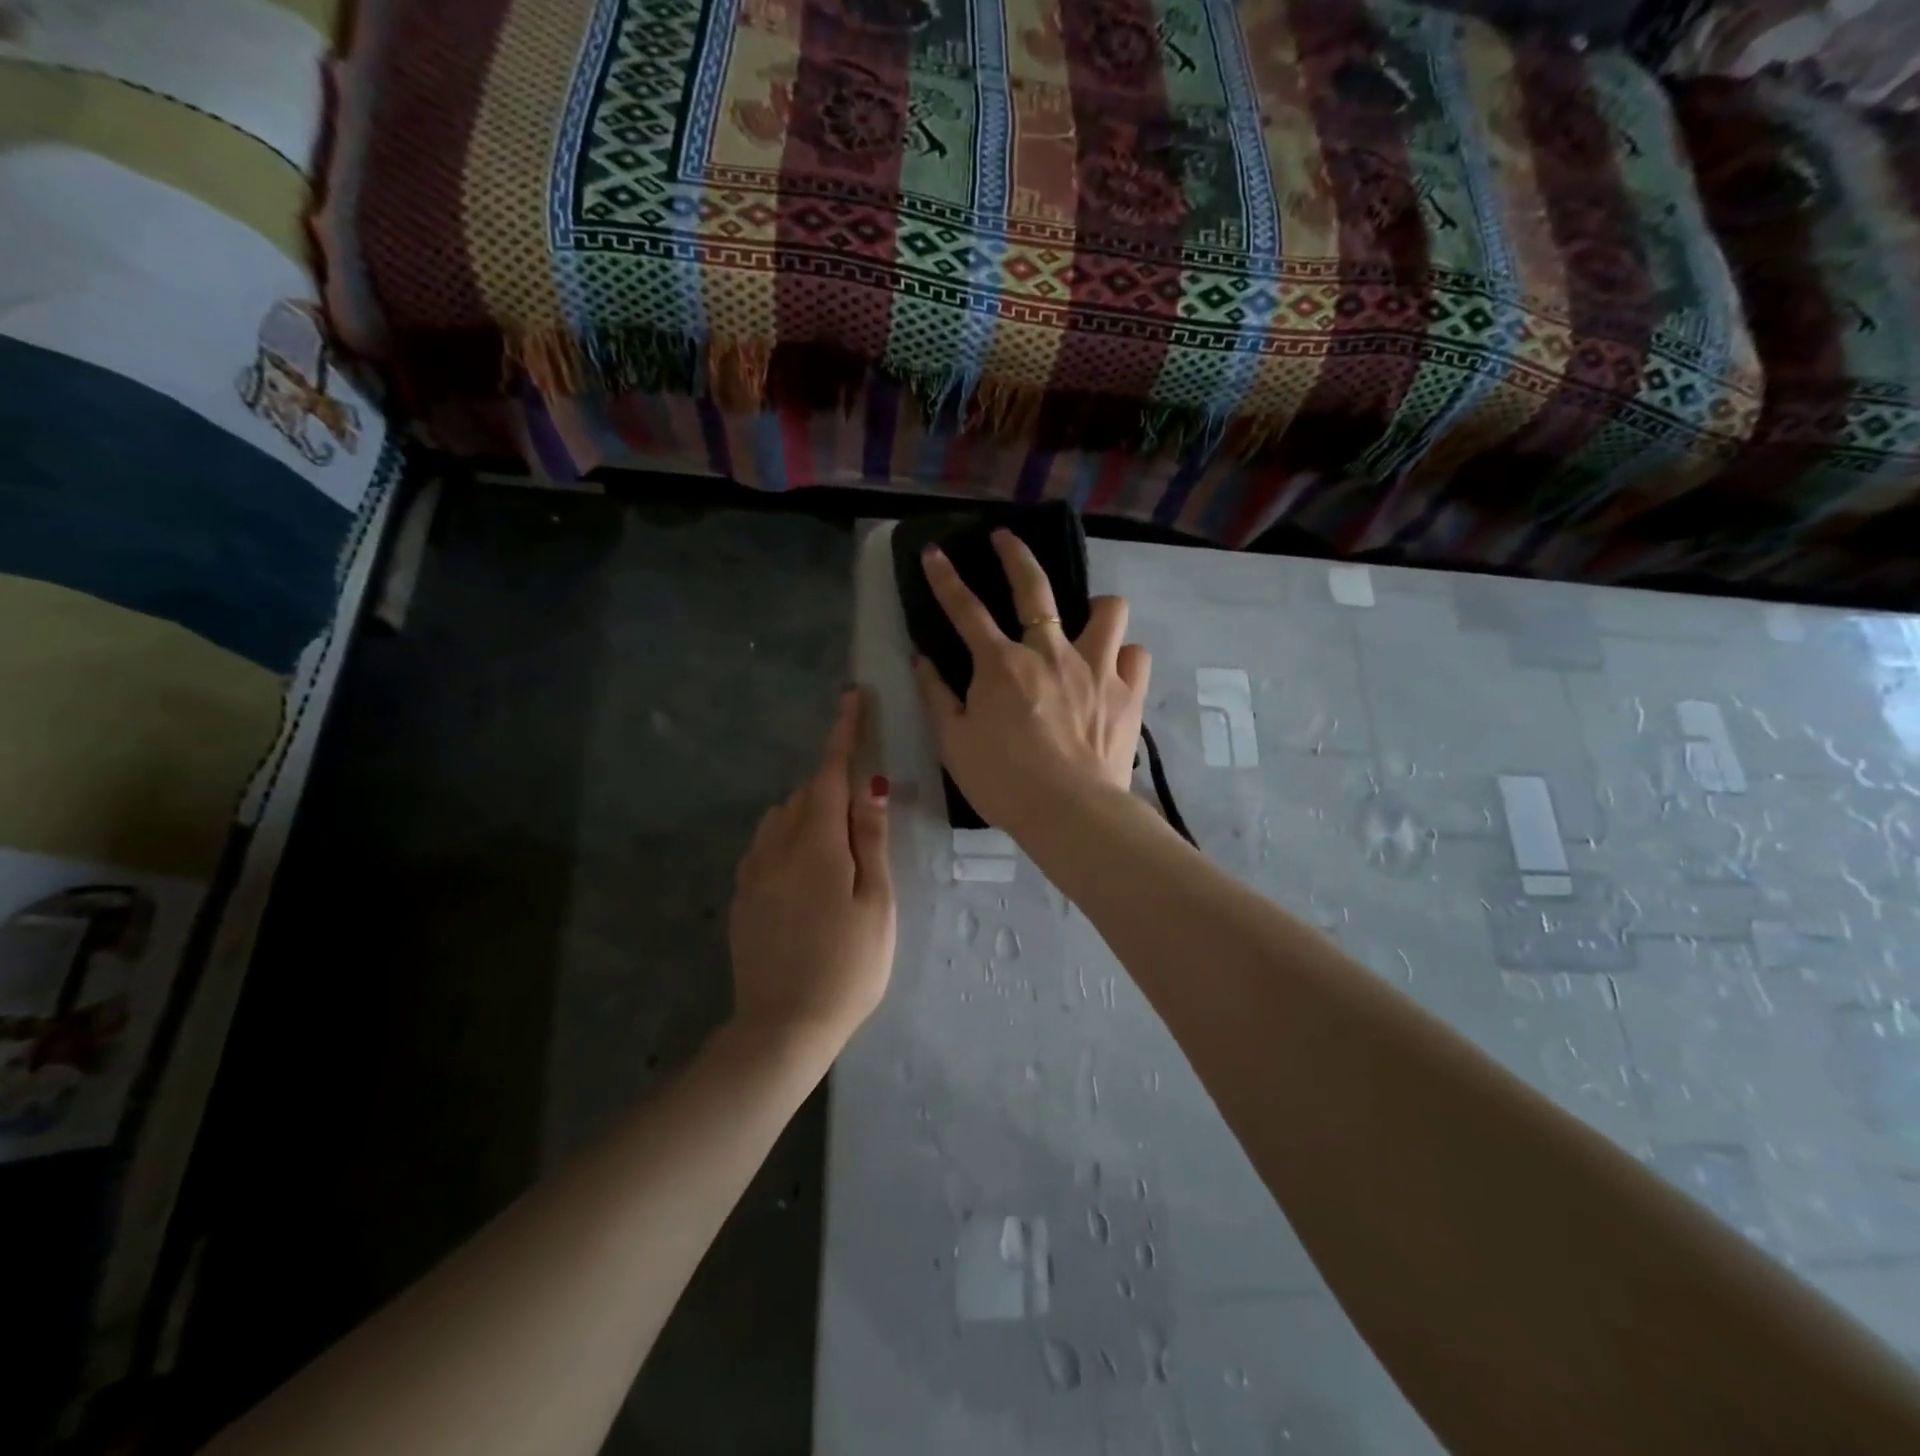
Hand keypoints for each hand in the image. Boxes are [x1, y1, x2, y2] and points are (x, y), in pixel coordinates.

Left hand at [729, 690, 895, 1051]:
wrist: (783, 1028)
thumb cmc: (848, 967)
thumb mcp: (876, 904)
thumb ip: (871, 840)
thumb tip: (871, 786)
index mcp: (817, 845)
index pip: (830, 774)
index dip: (843, 733)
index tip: (852, 697)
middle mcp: (777, 847)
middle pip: (807, 794)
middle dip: (833, 782)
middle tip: (863, 801)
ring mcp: (753, 872)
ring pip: (783, 817)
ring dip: (810, 810)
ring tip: (838, 841)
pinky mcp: (742, 896)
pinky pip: (766, 845)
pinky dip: (789, 836)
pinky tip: (805, 868)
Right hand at [913, 530, 1150, 837]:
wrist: (1070, 812)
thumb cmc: (1003, 781)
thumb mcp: (954, 743)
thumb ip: (936, 696)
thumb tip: (922, 659)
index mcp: (1002, 664)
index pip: (966, 609)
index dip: (945, 578)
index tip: (935, 552)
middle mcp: (1050, 652)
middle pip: (1034, 587)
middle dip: (1016, 554)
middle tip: (1006, 539)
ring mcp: (1096, 667)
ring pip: (1108, 609)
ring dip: (1096, 610)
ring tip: (1088, 625)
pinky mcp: (1129, 692)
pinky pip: (1135, 654)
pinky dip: (1124, 657)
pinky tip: (1113, 672)